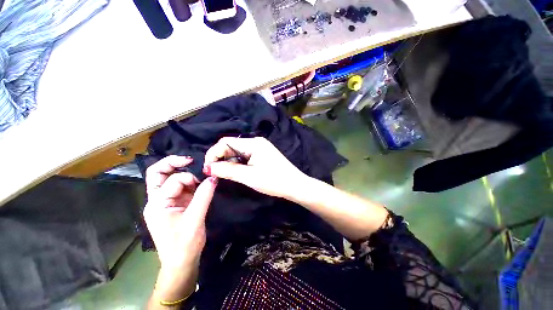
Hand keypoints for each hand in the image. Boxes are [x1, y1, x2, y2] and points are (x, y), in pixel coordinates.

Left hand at [143, 155, 217, 270]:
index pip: (172, 181)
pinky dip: (190, 182)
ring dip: (184, 174)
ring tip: (199, 175)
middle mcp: (157, 200)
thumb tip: (214, 177)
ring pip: (169, 179)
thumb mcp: (195, 219)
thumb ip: (204, 195)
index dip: (190, 178)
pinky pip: (180, 187)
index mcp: (156, 204)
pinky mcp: (175, 204)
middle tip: (190, 159)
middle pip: (157, 173)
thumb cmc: (184, 244)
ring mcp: (166, 202)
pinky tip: (200, 184)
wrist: (182, 262)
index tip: (206, 181)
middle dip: (172, 163)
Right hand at [203, 137, 308, 199]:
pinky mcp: (262, 155)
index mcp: (253, 143)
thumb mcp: (249, 176)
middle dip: (220, 158)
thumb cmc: (274, 181)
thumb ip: (228, 170)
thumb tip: (209, 167)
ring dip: (229, 162)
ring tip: (224, 174)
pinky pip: (245, 156)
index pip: (226, 142)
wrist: (295, 185)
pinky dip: (238, 163)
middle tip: (214, 173)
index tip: (207, 168)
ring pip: (238, 152)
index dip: (213, 153)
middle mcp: (256, 142)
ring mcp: (260, 148)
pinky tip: (236, 172)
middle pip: (231, 146)